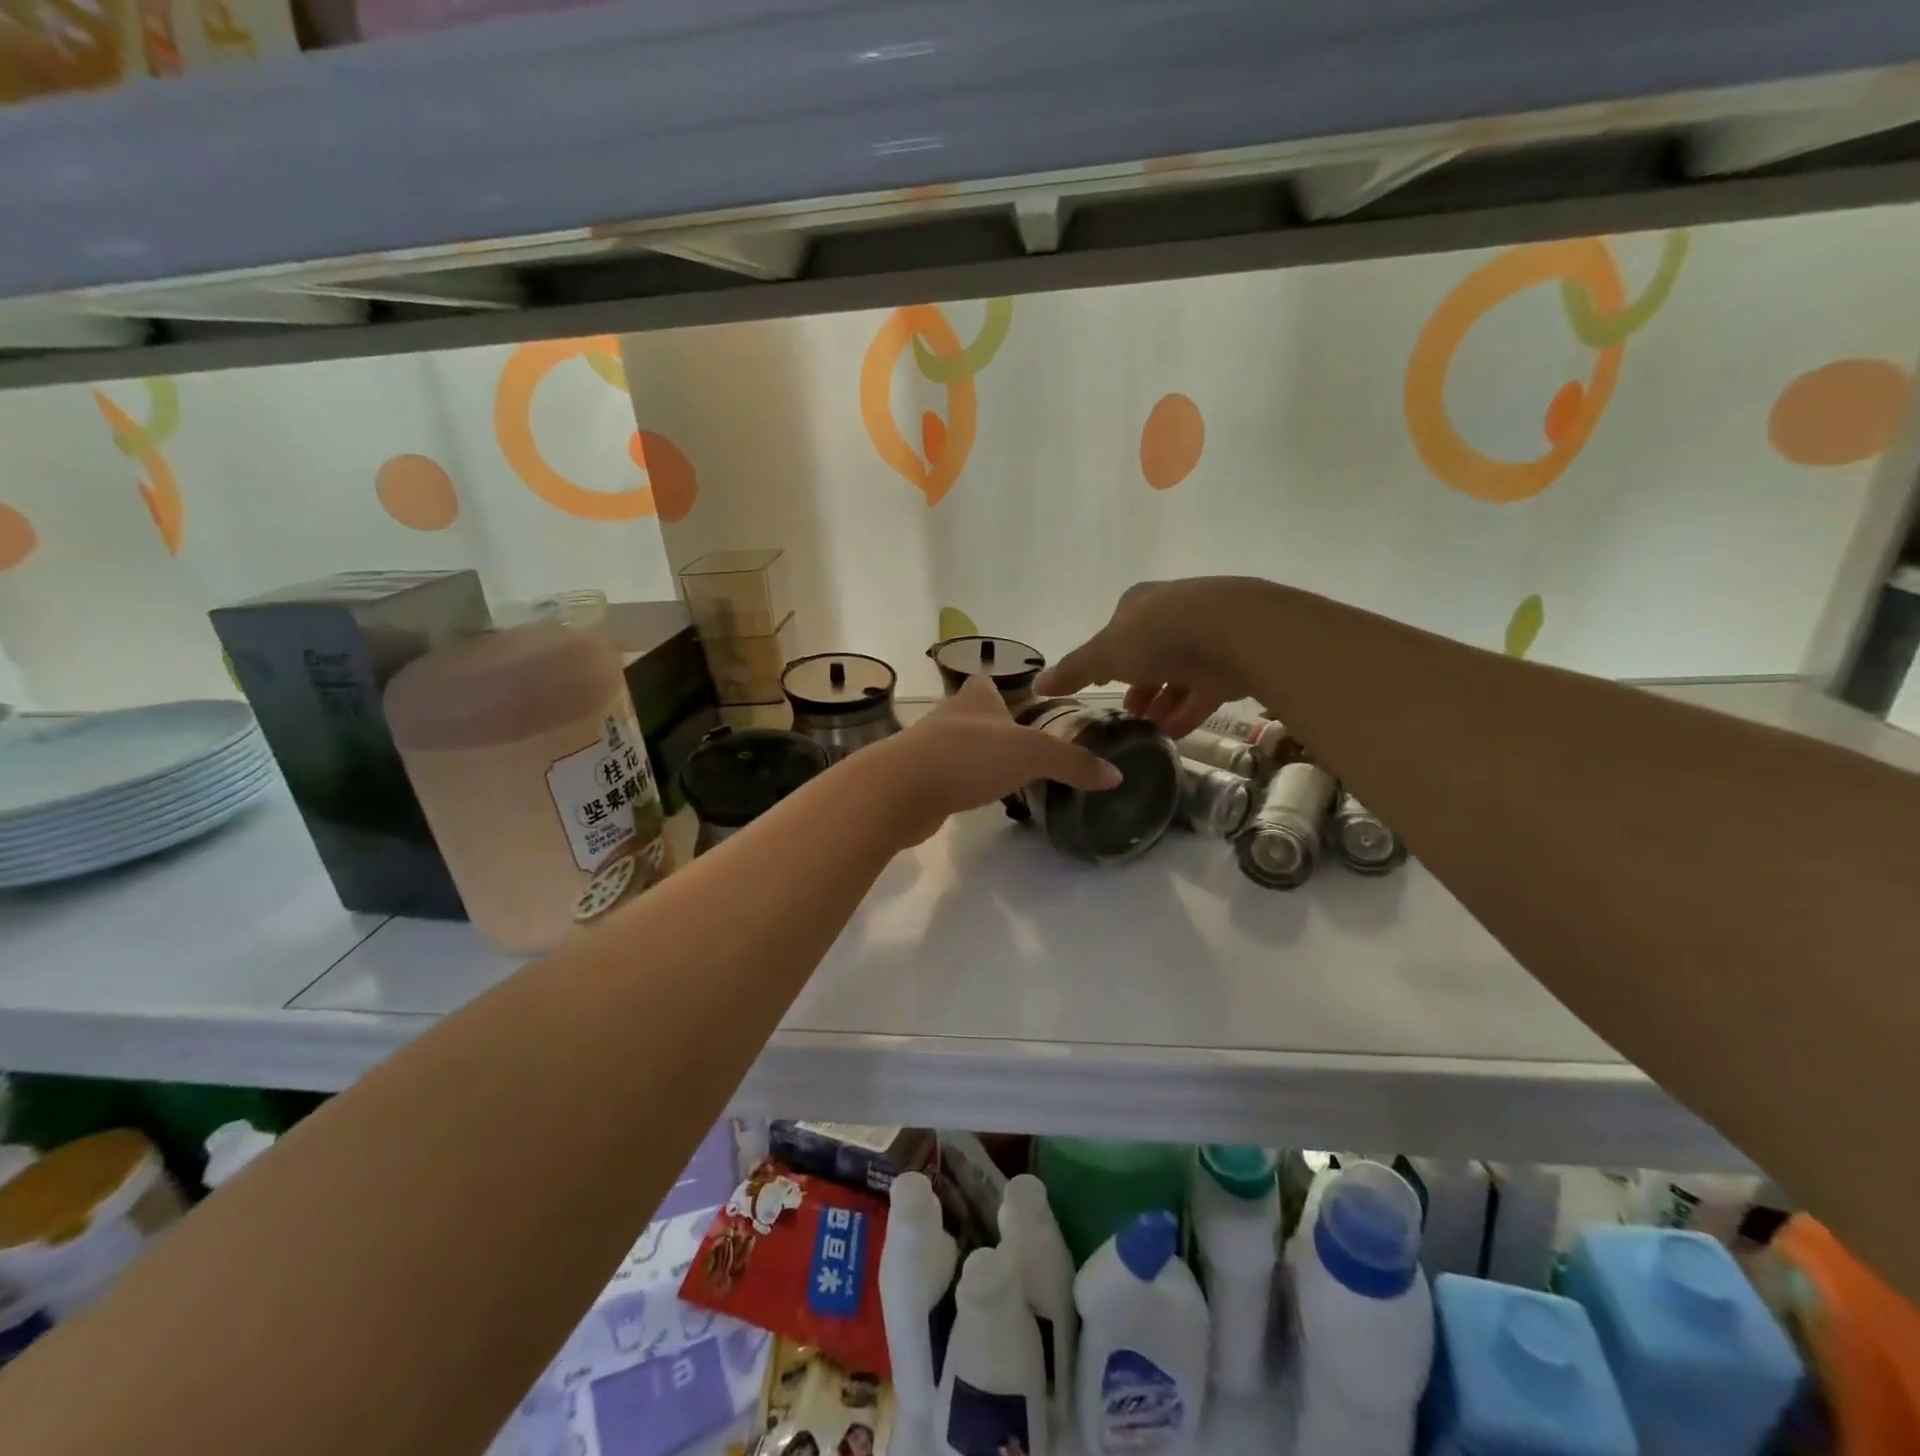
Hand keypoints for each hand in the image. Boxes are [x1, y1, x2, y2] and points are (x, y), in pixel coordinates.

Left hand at [872, 675, 1120, 845]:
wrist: (901, 790)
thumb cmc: (968, 756)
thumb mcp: (1031, 754)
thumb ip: (1072, 762)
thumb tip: (1115, 776)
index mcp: (974, 699)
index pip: (987, 684)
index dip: (1002, 689)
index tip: (1019, 703)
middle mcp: (950, 717)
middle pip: (973, 715)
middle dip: (993, 726)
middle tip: (1023, 747)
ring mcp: (928, 748)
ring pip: (959, 746)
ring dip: (977, 757)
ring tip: (1005, 774)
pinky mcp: (917, 780)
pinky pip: (946, 776)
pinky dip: (961, 783)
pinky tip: (975, 797)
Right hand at [1037, 577, 1271, 737]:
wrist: (1237, 633)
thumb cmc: (1159, 636)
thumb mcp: (1106, 654)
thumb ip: (1074, 670)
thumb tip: (1037, 684)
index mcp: (1140, 603)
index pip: (1117, 630)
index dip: (1105, 658)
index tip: (1099, 685)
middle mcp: (1173, 613)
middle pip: (1148, 652)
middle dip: (1135, 684)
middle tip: (1125, 714)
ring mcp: (1207, 635)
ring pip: (1177, 673)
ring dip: (1161, 701)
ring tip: (1147, 730)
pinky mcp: (1232, 660)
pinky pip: (1203, 690)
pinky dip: (1186, 711)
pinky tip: (1173, 735)